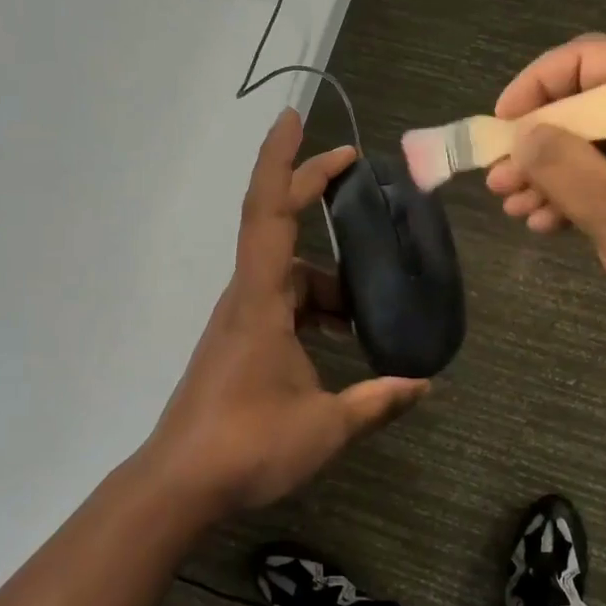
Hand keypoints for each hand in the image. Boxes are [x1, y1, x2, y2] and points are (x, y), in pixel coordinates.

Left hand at [146, 111, 429, 515]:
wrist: (180, 484)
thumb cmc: (248, 445)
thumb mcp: (326, 425)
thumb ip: (378, 401)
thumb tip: (425, 386)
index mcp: (261, 301)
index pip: (269, 212)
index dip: (284, 162)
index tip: (297, 121)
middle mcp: (246, 298)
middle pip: (278, 229)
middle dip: (311, 191)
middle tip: (353, 171)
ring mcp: (239, 321)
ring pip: (287, 276)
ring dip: (326, 280)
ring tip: (366, 310)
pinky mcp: (238, 343)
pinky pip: (281, 305)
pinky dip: (313, 307)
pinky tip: (341, 339)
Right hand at [484, 36, 605, 359]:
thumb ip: (562, 166)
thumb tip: (521, 134)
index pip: (593, 59)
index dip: (538, 84)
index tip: (502, 124)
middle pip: (590, 104)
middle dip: (538, 141)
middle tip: (498, 180)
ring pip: (597, 144)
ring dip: (551, 173)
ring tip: (513, 207)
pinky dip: (579, 194)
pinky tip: (547, 223)